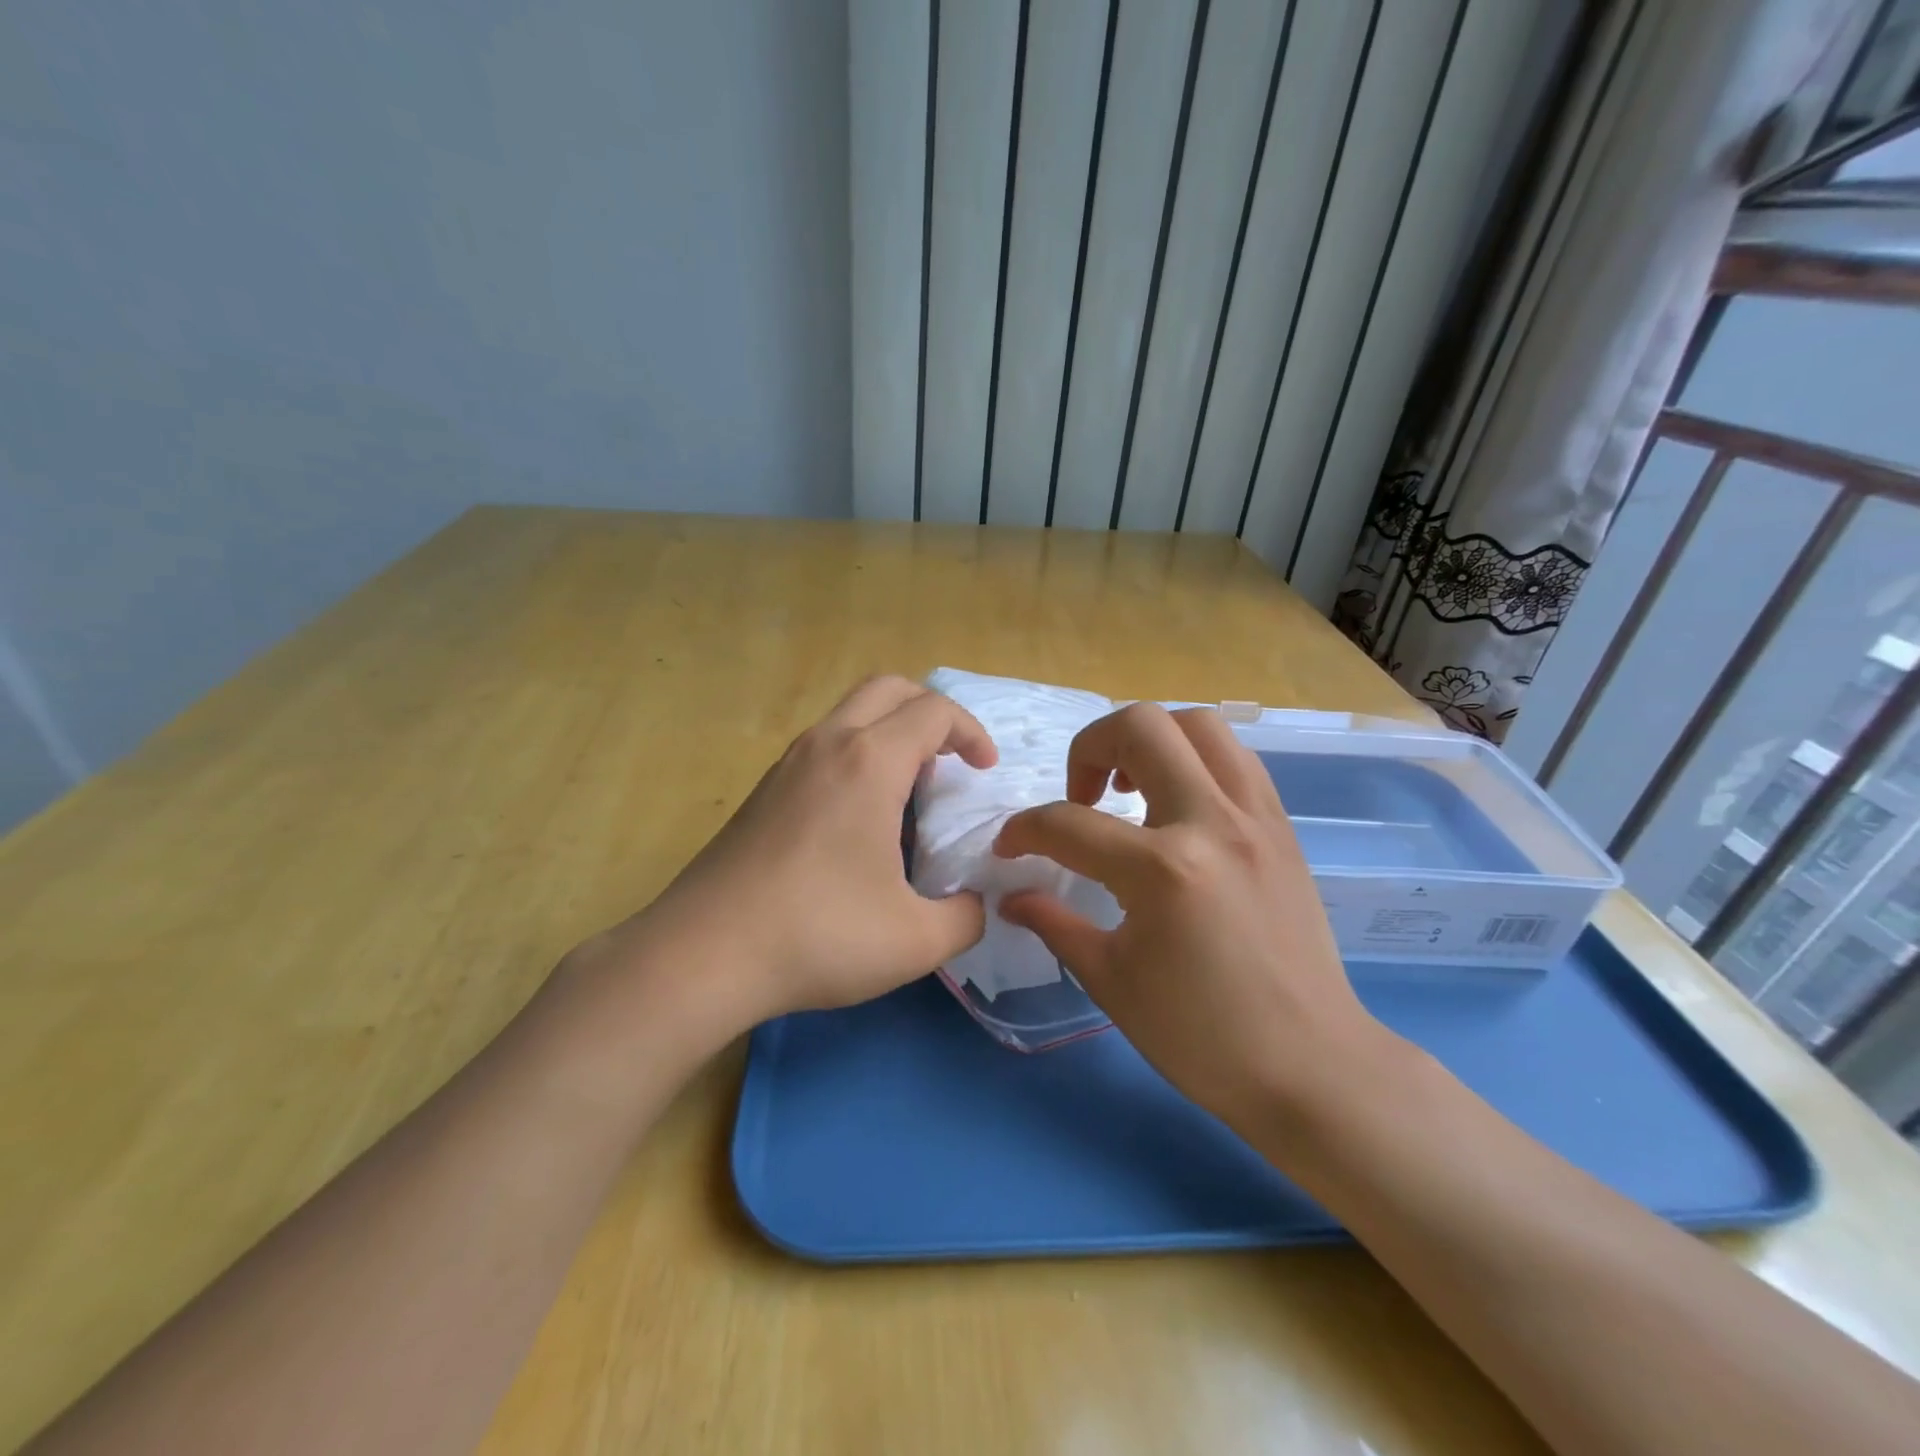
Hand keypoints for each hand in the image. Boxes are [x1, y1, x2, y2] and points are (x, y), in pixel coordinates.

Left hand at [583, 676, 997, 1037]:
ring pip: (849, 714)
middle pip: (888, 689)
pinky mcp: (763, 791)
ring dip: (890, 733)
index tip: (985, 770)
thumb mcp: (915, 940)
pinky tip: (859, 819)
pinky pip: (823, 747)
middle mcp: (827, 745)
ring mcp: (787, 764)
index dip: (971, 731)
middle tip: (952, 758)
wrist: (703, 954)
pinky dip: (857, 756)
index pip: (934, 711)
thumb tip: (974, 906)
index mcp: (869, 762)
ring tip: (910, 790)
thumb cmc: (818, 935)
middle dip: (931, 711)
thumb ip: (965, 918)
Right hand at [993, 703, 1389, 1124]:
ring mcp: (1256, 818)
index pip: (1069, 823)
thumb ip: (1054, 924)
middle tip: (1081, 796)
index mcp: (1162, 870)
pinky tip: (1177, 807)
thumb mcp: (1111, 980)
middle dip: (1089, 747)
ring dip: (1150, 741)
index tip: (1010, 847)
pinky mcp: (1282, 827)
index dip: (1023, 830)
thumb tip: (1011, 896)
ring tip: (1131, 788)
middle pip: (1141, 727)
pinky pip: (1234, 758)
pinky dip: (1194, 760)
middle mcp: (1212, 823)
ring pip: (1198, 724)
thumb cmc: (1201, 1037)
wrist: (1311, 1067)